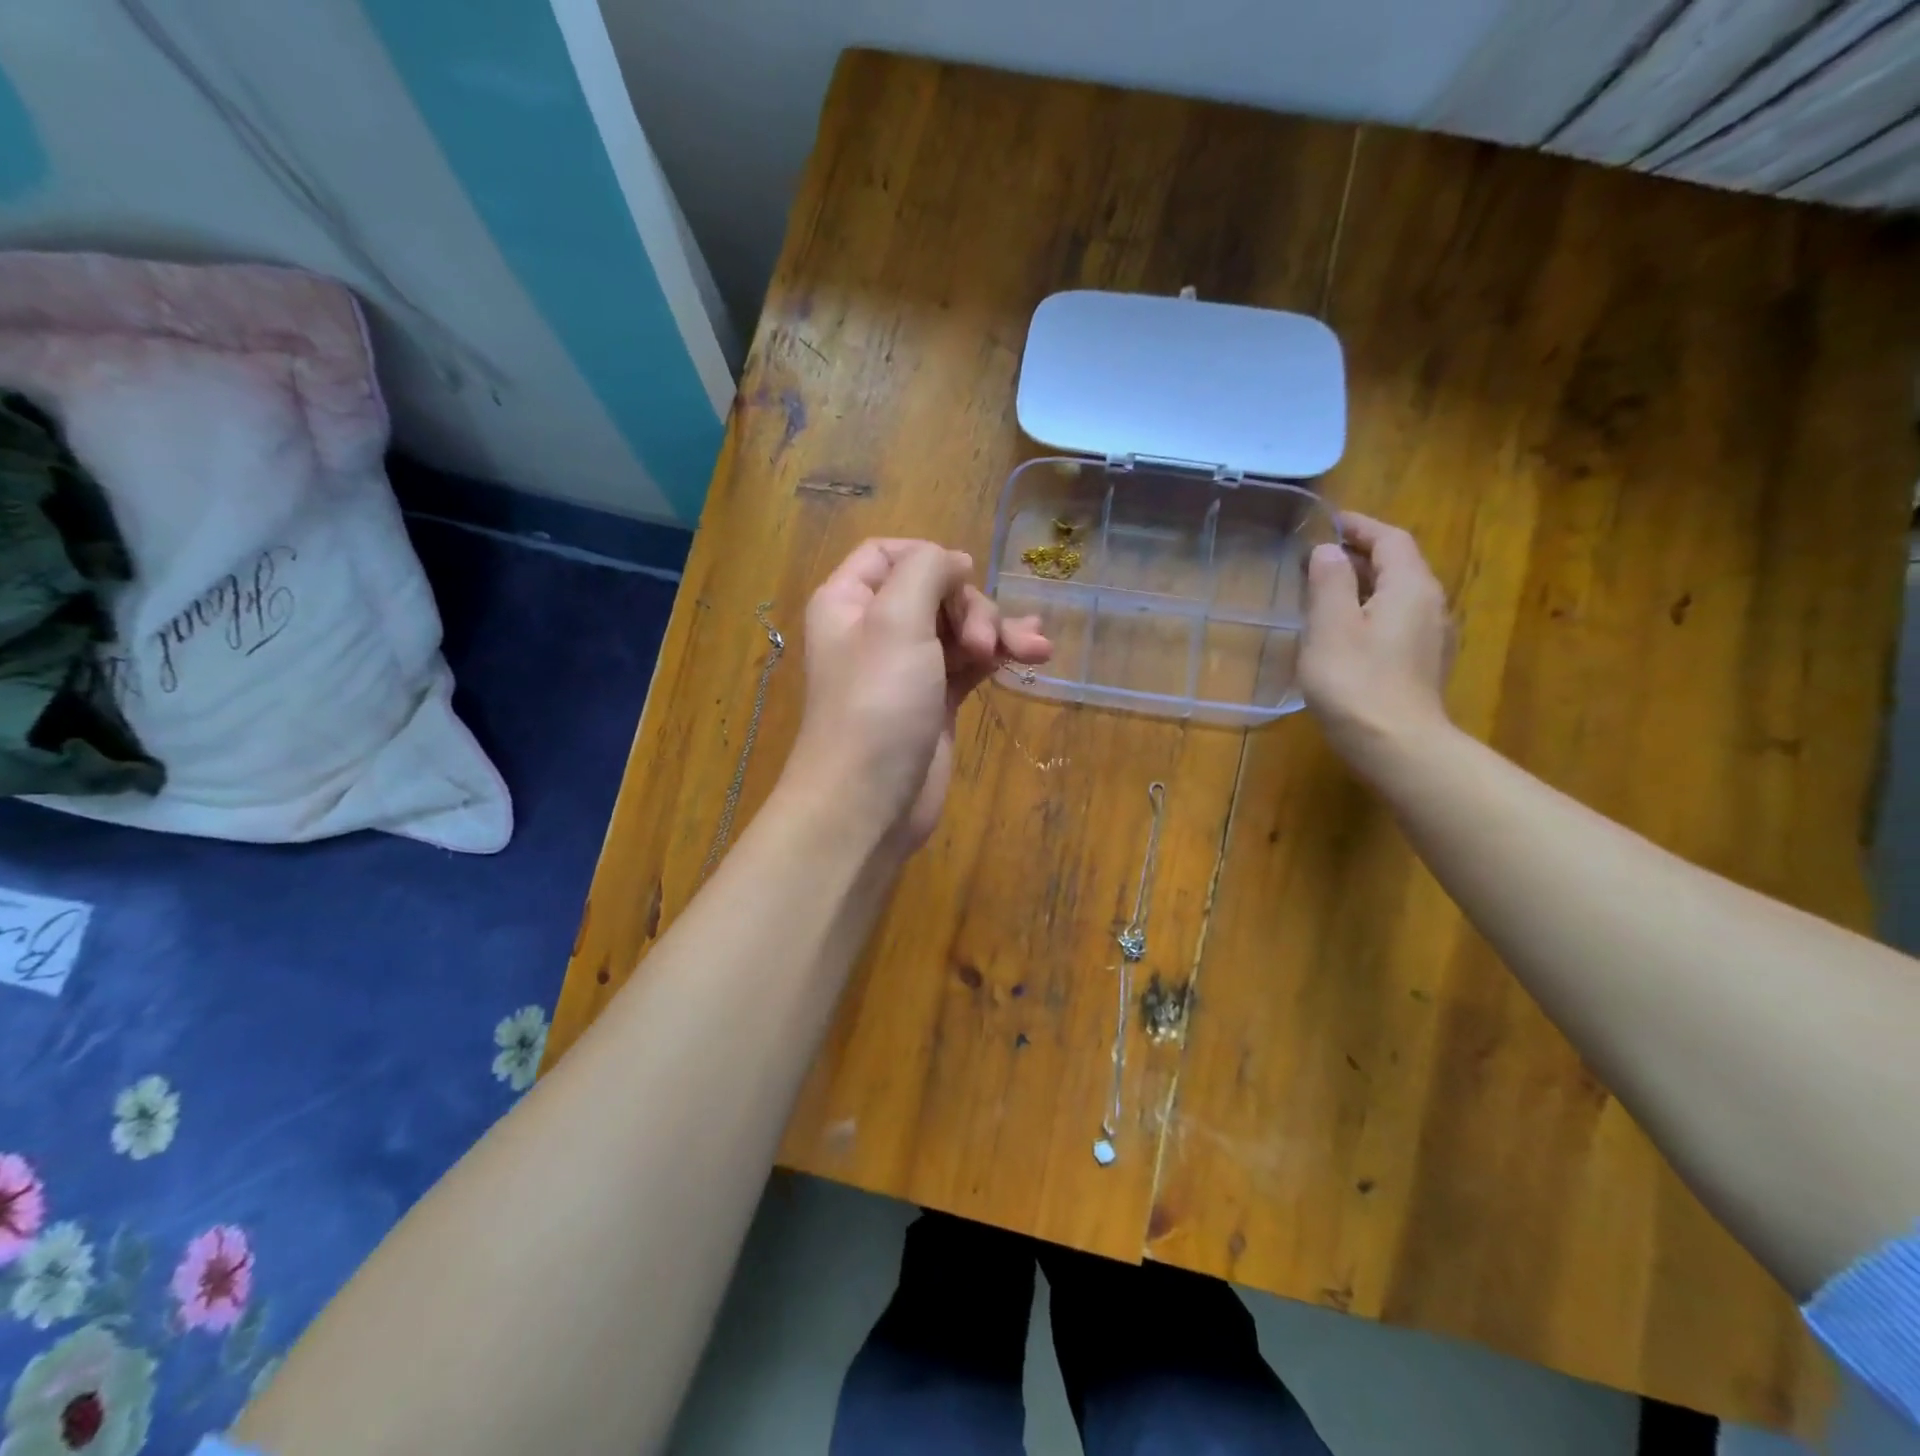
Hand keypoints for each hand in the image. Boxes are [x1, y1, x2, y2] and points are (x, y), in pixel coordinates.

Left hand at [783, 539, 1051, 850]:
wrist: (870, 801)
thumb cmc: (877, 704)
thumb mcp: (896, 621)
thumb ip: (925, 571)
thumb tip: (953, 561)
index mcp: (849, 602)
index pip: (887, 553)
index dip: (929, 557)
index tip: (963, 576)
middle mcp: (875, 629)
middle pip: (933, 590)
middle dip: (971, 607)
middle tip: (983, 643)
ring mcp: (908, 667)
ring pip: (959, 628)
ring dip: (997, 631)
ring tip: (1033, 650)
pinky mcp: (935, 700)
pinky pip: (970, 663)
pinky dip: (999, 656)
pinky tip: (1033, 655)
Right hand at [1299, 513, 1453, 774]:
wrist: (1396, 745)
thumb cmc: (1356, 681)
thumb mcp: (1330, 626)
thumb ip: (1329, 582)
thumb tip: (1329, 552)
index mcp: (1410, 586)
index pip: (1391, 540)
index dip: (1362, 526)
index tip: (1331, 521)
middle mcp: (1430, 604)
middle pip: (1399, 565)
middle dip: (1362, 554)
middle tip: (1320, 556)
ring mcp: (1432, 637)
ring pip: (1398, 594)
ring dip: (1365, 584)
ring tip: (1327, 590)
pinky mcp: (1423, 664)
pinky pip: (1398, 620)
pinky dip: (1371, 610)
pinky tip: (1346, 630)